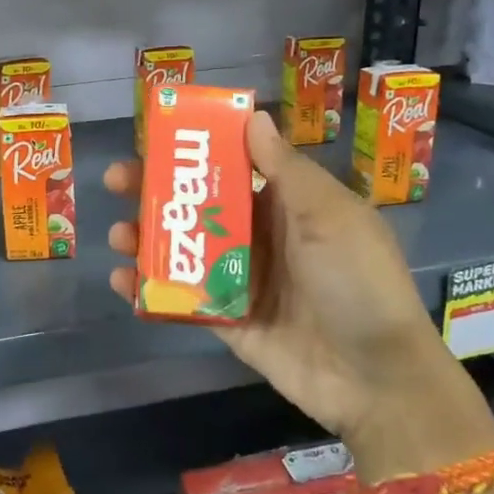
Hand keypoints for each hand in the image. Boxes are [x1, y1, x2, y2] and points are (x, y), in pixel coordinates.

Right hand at [105, 111, 464, 461]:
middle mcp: (260, 236)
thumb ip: (285, 169)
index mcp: (287, 205)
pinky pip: (183, 298)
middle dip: (156, 191)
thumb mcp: (329, 215)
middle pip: (198, 205)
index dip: (194, 151)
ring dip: (147, 238)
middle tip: (117, 181)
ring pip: (184, 250)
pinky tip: (123, 280)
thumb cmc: (356, 280)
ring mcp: (241, 280)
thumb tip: (253, 116)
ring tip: (119, 235)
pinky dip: (151, 288)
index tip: (155, 138)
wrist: (376, 378)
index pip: (232, 166)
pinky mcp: (227, 320)